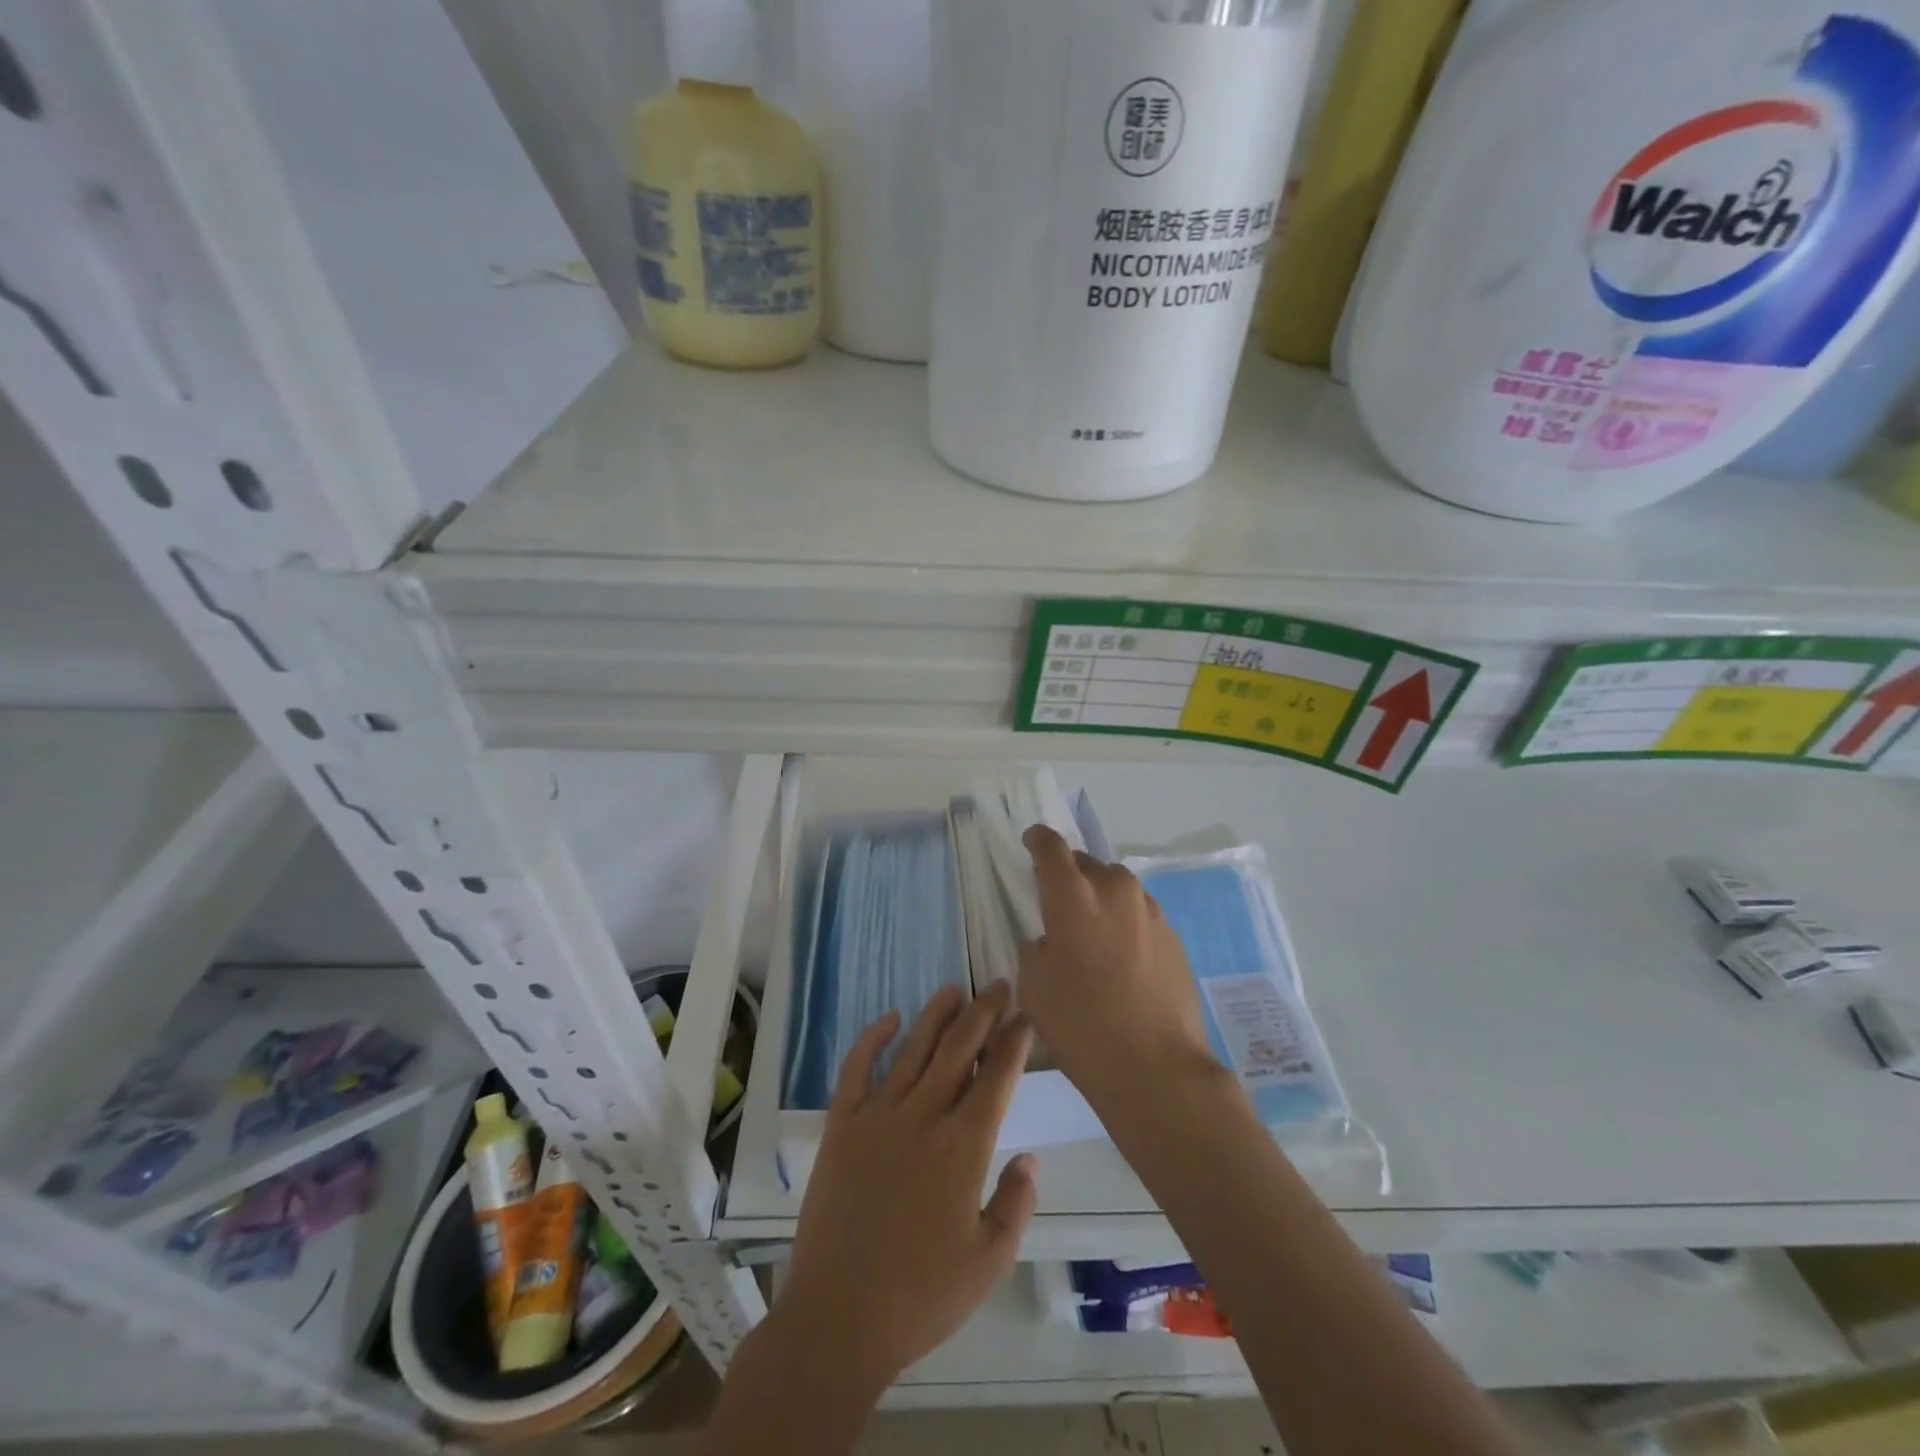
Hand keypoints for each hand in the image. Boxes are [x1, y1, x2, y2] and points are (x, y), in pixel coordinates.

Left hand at [773, 981, 1037, 1395]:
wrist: (839, 1318)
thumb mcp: (989, 1262)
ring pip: (914, 1049)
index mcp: (963, 1146)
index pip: (996, 1077)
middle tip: (998, 985)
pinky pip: (857, 1068)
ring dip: (936, 1015)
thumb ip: (1015, 1203)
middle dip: (983, 1013)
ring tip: (954, 989)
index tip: (1025, 1016)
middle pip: (959, 1049)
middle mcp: (923, 1116)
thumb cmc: (922, 1297)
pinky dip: (873, 1038)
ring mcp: (878, 1116)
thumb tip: (1029, 1157)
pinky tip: (890, 1018)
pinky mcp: (841, 1125)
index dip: (1013, 1042)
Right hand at [1018, 825, 1215, 1115]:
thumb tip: (1053, 940)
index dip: (1038, 840)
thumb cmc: (1081, 1024)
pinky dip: (1125, 924)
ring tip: (1092, 934)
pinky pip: (1139, 915)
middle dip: (1069, 875)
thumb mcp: (1034, 985)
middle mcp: (1115, 890)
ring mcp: (1150, 911)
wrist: (1156, 1067)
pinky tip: (1122, 960)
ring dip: (1100, 900)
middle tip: (1058, 902)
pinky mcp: (1173, 936)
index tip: (1031, 842)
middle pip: (1086, 864)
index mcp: (1073, 895)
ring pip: (1116, 889)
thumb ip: (1037, 947)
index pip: (1051, 847)